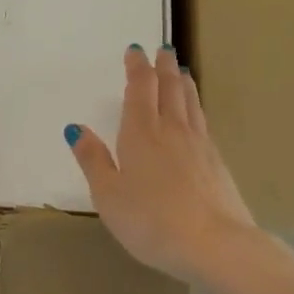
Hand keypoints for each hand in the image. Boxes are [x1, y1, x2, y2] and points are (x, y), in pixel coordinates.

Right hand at [67, 46, 258, 282]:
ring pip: (191, 102)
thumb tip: (76, 128)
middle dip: (164, 67)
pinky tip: (195, 115)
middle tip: (163, 50)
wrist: (214, 243)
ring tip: (181, 72)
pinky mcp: (217, 162)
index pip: (140, 89)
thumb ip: (93, 160)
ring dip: (183, 82)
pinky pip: (202, 121)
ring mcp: (199, 145)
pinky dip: (196, 107)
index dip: (137, 68)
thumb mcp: (108, 195)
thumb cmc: (150, 221)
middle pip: (170, 89)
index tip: (135, 50)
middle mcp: (172, 130)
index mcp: (141, 134)